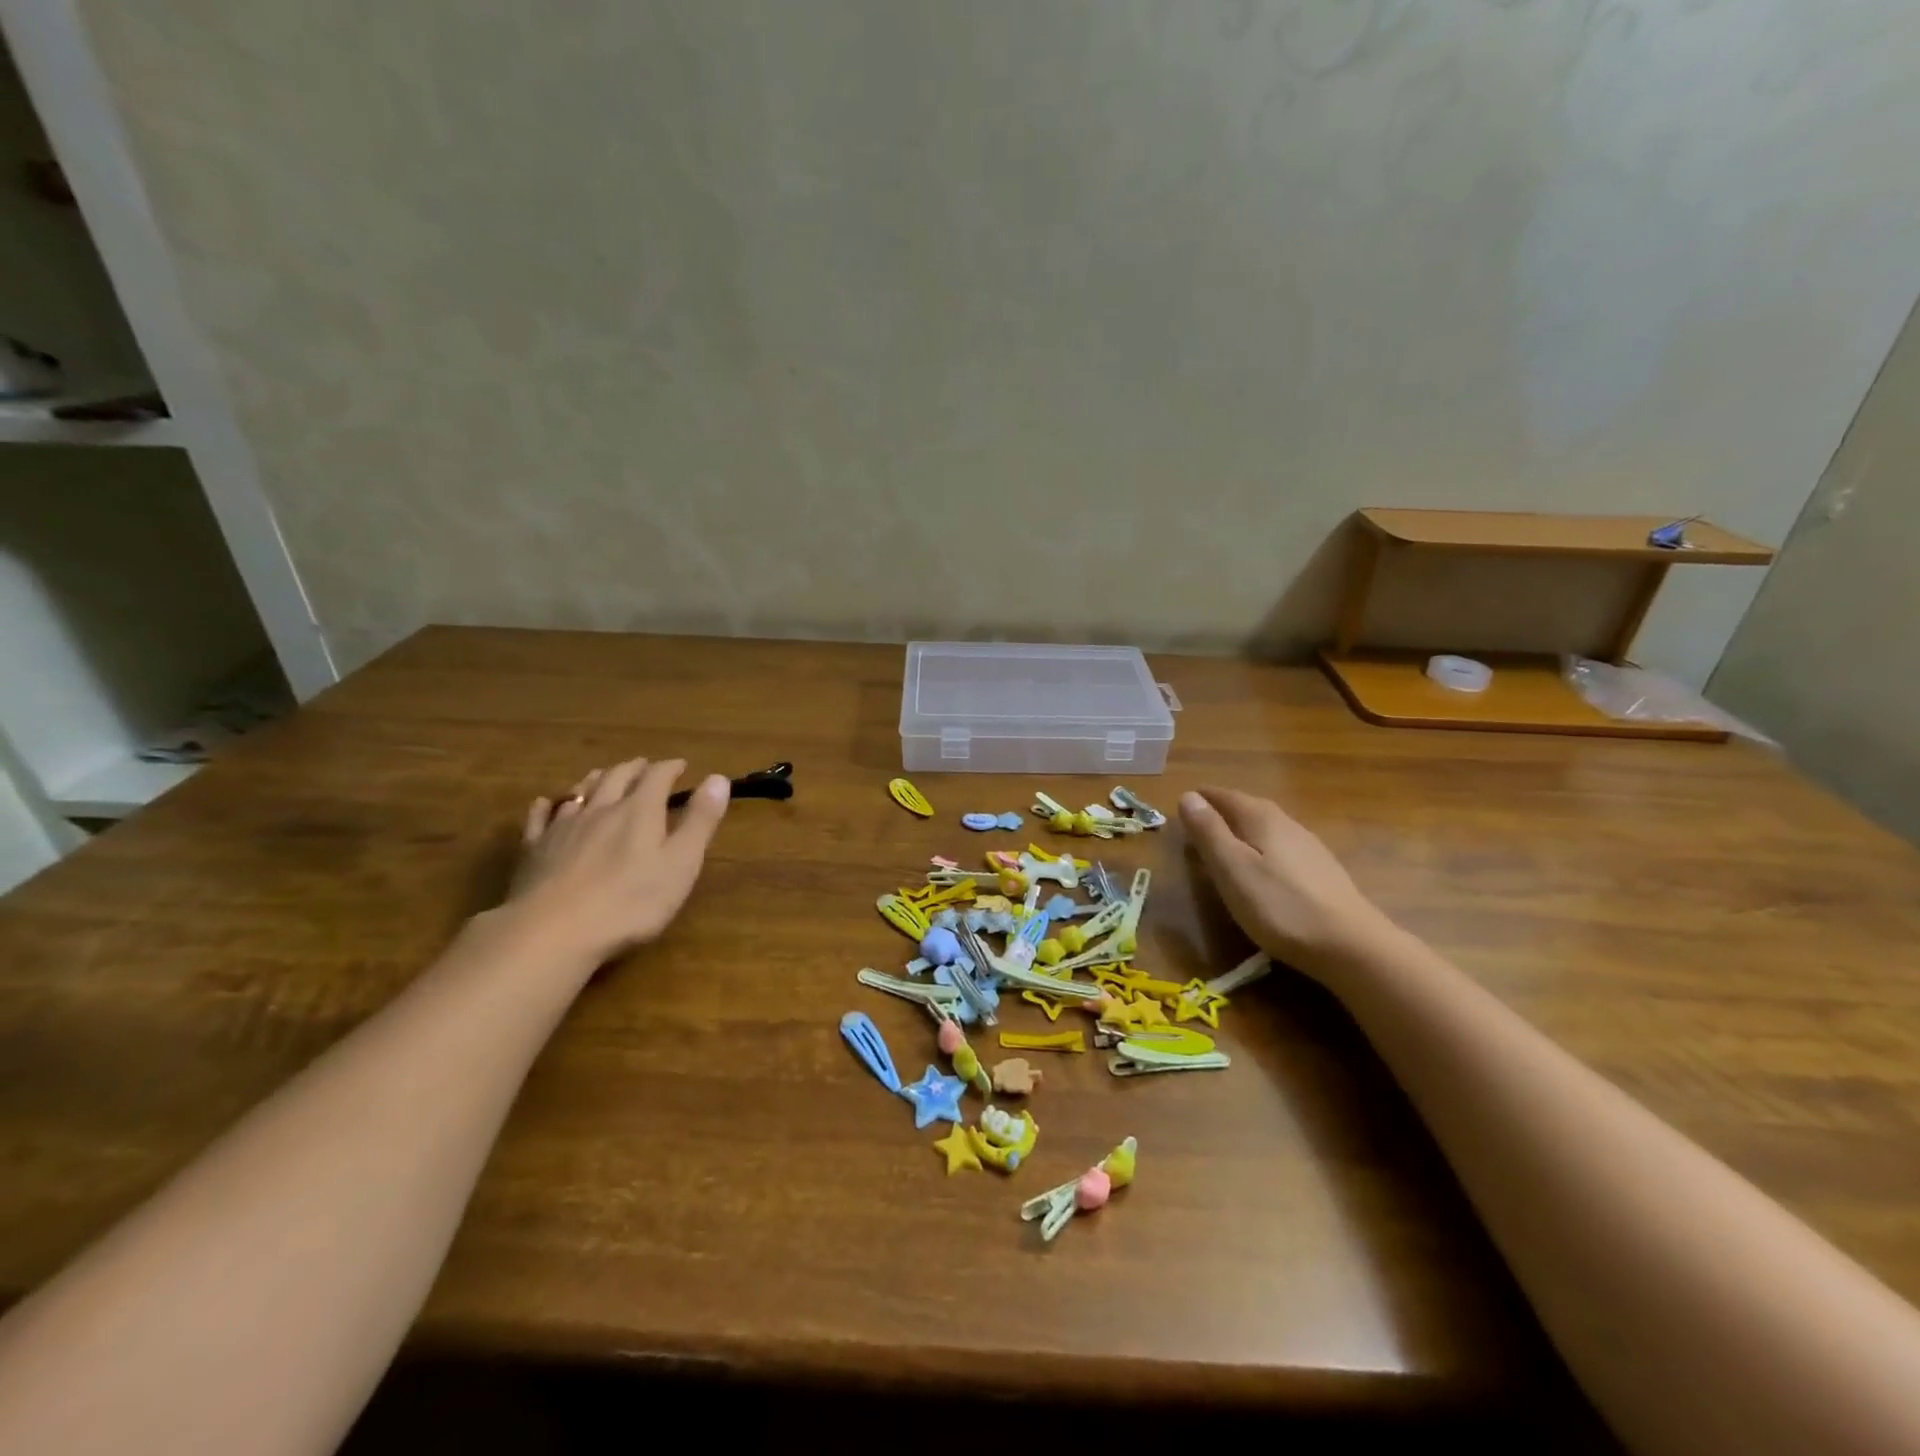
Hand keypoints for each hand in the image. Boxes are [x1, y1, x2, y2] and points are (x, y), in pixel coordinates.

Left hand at [506, 757, 729, 964]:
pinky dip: (548, 805)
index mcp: (639, 811)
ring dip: (596, 779)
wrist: (553, 932)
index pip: (657, 776)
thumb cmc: (630, 902)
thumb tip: (718, 778)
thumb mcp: (681, 864)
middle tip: (645, 766)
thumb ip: (700, 821)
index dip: (670, 768)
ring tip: (603, 775)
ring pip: (580, 792)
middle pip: (617, 777)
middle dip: (634, 768)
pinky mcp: (534, 850)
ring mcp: (563, 828)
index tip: (682, 765)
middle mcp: (600, 809)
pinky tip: (546, 804)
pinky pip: (540, 818)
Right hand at [1179, 787, 1392, 978]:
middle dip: (1223, 811)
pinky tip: (1263, 868)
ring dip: (1244, 830)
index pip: (1225, 796)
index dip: (1203, 799)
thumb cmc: (1279, 905)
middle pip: (1249, 808)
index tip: (1182, 804)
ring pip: (1268, 828)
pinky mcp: (1322, 872)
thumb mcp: (1232, 869)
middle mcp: (1287, 823)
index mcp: (1261, 818)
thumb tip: (1188, 796)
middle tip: (1199, 823)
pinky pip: (1282, 848)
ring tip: (1226, 844)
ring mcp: (1309, 847)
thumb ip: (1209, 832)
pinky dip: (1263, 849)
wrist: (1349, 945)